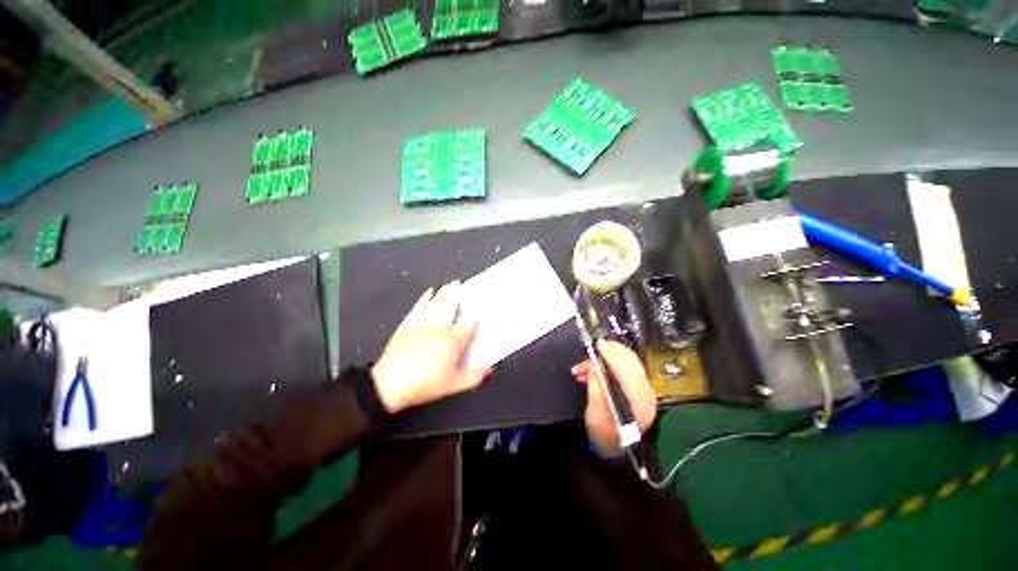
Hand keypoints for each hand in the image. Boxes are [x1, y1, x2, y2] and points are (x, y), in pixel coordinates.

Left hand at [372, 281, 493, 413]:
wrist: (392, 382)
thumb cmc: (427, 383)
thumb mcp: (455, 385)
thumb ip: (475, 376)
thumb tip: (491, 368)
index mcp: (454, 340)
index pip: (468, 322)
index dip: (475, 313)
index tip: (479, 306)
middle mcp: (441, 327)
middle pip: (452, 306)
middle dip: (457, 294)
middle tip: (460, 283)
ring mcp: (423, 323)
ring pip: (437, 303)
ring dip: (444, 292)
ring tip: (449, 284)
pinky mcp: (408, 324)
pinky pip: (419, 306)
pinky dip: (424, 298)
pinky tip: (429, 292)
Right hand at [571, 339, 655, 453]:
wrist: (614, 450)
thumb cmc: (603, 435)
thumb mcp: (595, 413)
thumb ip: (597, 387)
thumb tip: (595, 365)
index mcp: (638, 403)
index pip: (627, 371)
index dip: (612, 355)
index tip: (599, 344)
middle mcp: (646, 394)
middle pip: (631, 363)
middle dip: (610, 352)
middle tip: (594, 347)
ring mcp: (644, 391)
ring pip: (625, 364)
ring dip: (604, 361)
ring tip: (581, 368)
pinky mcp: (638, 389)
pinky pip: (624, 370)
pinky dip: (607, 366)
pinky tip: (590, 372)